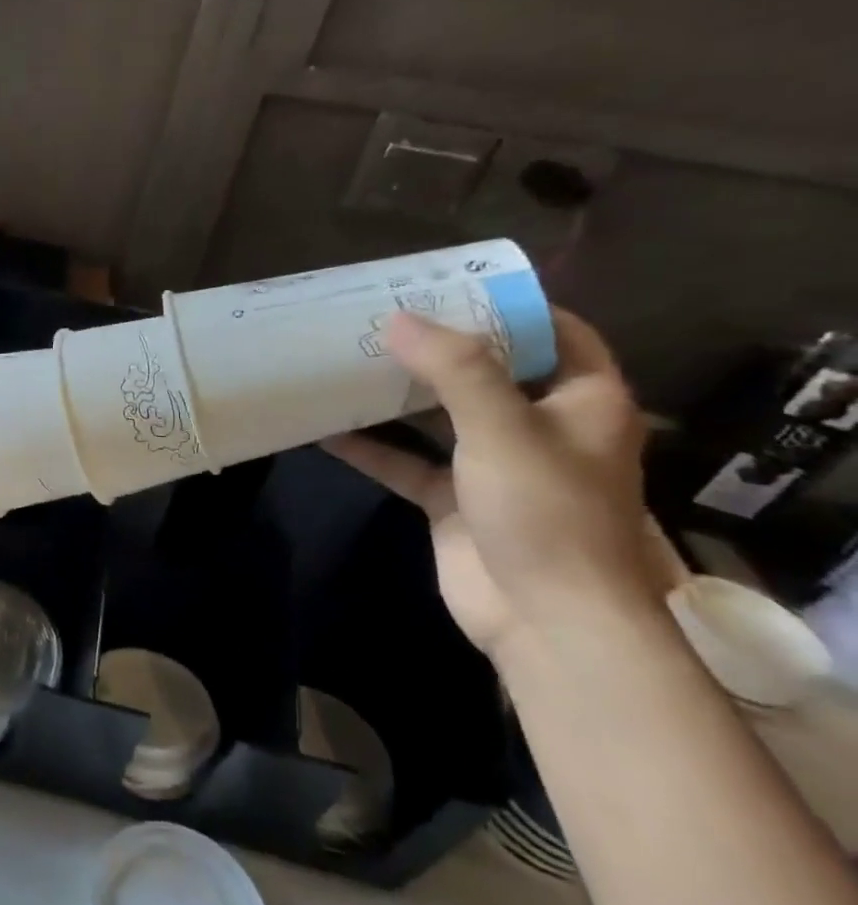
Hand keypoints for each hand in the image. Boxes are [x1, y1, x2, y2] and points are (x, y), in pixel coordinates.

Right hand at [324, 309, 675, 662]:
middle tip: (380, 314)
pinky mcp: (453, 499)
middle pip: (488, 370)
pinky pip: (405, 460)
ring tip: (347, 358)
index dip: (509, 305)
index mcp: (581, 401)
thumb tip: (397, 319)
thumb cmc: (546, 513)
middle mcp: (540, 427)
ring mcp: (493, 465)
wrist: (545, 620)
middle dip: (437, 345)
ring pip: (440, 415)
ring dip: (397, 393)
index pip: (556, 332)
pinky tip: (324, 427)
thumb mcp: (504, 429)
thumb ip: (454, 370)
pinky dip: (369, 446)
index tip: (447, 284)